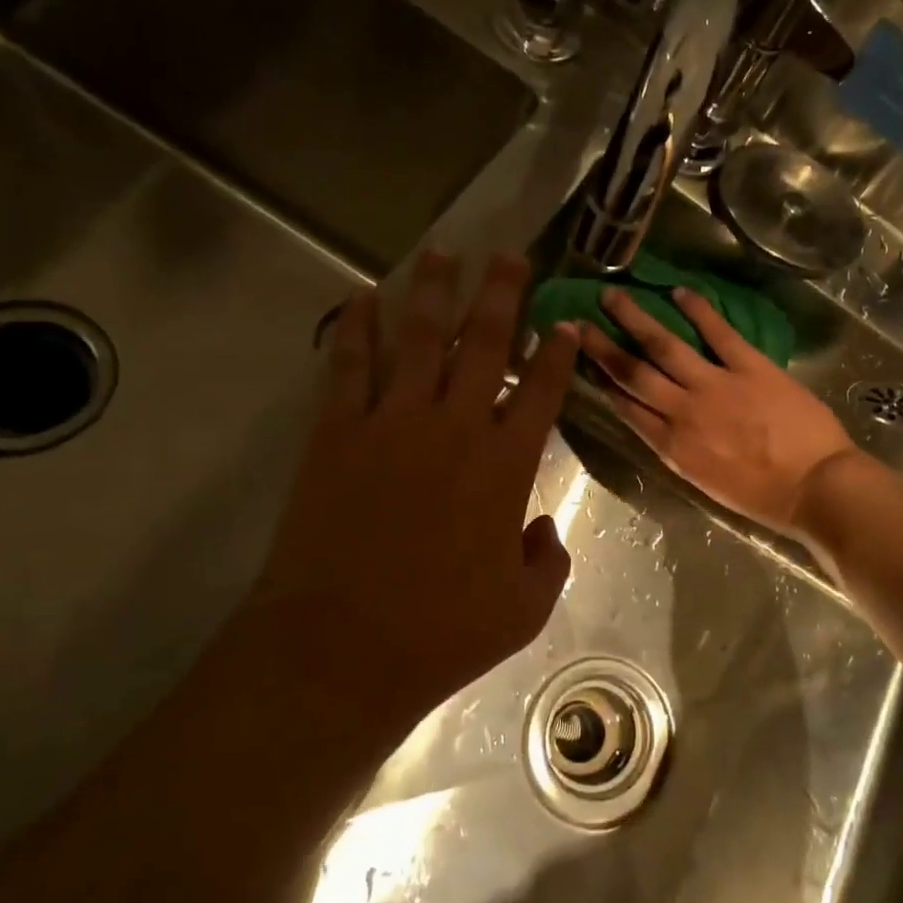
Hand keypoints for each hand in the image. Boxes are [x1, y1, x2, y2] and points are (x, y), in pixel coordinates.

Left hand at [248, 251, 578, 719]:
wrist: (339, 651)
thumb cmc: (441, 633)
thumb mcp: (524, 609)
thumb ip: (548, 560)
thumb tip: (541, 529)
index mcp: (506, 465)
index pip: (542, 390)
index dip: (557, 352)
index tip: (564, 323)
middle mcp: (455, 426)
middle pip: (484, 343)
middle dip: (501, 294)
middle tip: (509, 255)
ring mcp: (392, 423)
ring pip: (419, 338)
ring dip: (433, 291)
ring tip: (441, 252)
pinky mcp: (338, 432)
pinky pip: (348, 365)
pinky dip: (355, 327)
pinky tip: (360, 297)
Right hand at [579, 286, 859, 536]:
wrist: (816, 487)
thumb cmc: (766, 497)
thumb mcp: (708, 483)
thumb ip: (681, 451)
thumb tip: (661, 424)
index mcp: (673, 446)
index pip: (626, 407)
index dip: (601, 381)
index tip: (581, 360)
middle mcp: (683, 412)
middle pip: (632, 373)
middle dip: (602, 346)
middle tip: (578, 321)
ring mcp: (715, 385)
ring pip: (663, 346)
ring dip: (635, 318)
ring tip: (613, 295)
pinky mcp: (749, 366)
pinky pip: (718, 332)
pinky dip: (698, 309)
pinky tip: (678, 291)